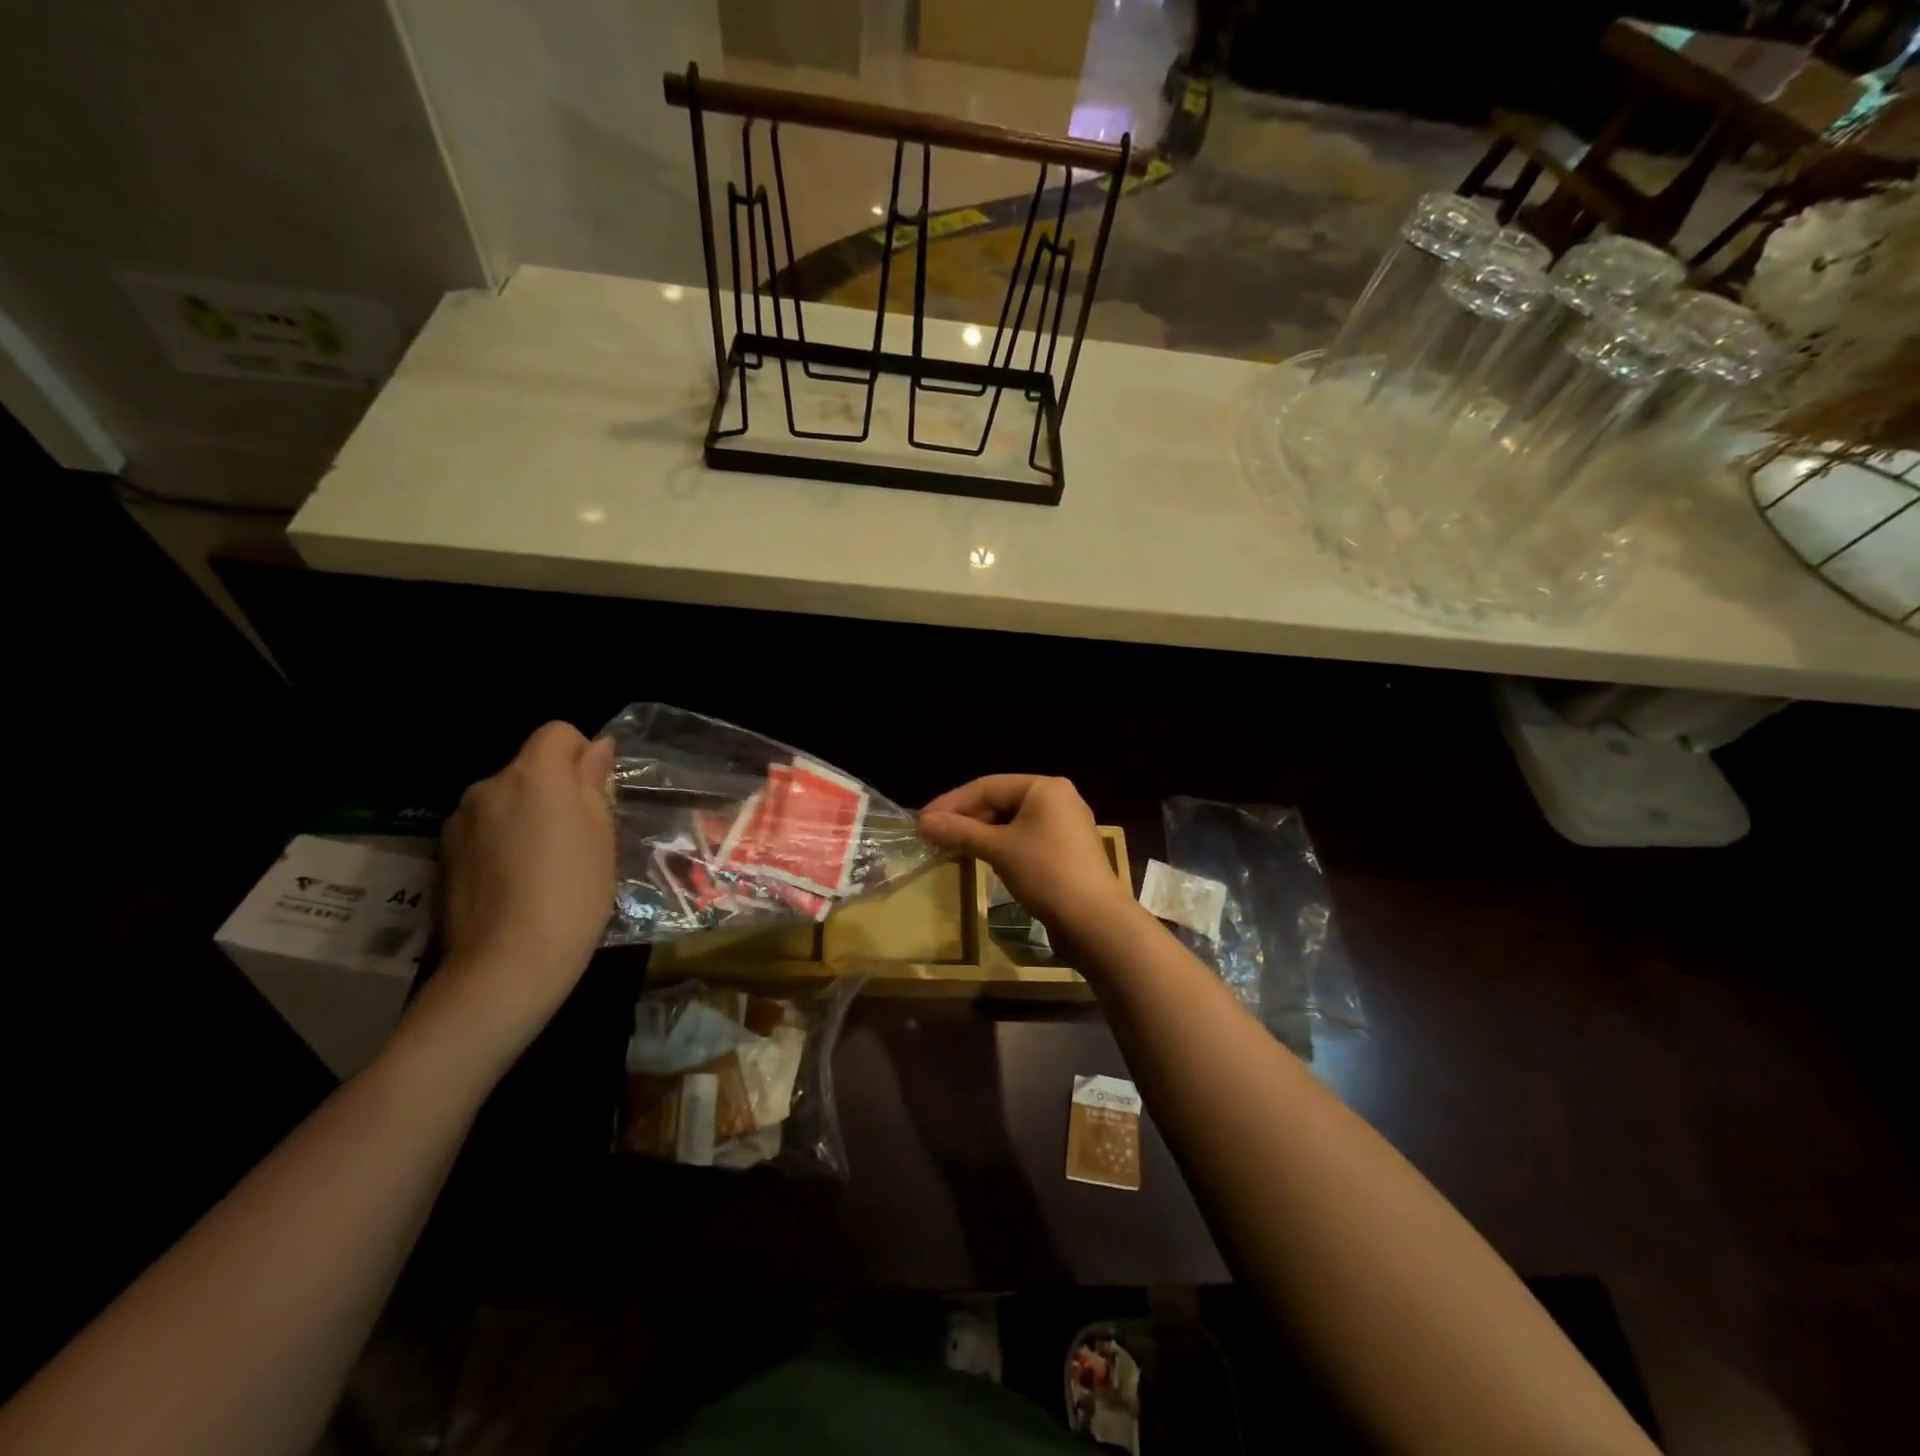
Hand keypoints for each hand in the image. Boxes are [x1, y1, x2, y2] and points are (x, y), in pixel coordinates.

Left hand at [428, 723, 615, 1057]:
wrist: (507, 964)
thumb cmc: (573, 892)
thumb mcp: (603, 833)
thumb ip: (595, 782)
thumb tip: (597, 747)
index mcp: (533, 776)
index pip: (558, 733)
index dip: (582, 754)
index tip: (598, 794)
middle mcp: (489, 786)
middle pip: (530, 768)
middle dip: (555, 789)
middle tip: (581, 836)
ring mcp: (460, 822)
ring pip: (506, 801)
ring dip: (527, 816)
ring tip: (547, 864)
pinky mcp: (444, 855)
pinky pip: (485, 830)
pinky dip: (503, 842)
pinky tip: (518, 882)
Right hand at [919, 775, 1127, 932]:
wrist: (1095, 921)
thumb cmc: (1046, 873)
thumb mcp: (999, 849)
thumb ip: (960, 832)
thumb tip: (922, 822)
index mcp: (1044, 787)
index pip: (987, 786)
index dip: (951, 803)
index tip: (922, 821)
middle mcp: (1057, 798)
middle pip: (1001, 801)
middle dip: (966, 818)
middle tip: (933, 836)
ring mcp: (1065, 825)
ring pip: (1012, 821)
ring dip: (981, 833)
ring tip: (951, 847)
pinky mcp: (1066, 851)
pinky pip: (1025, 838)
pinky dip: (1001, 845)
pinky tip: (981, 858)